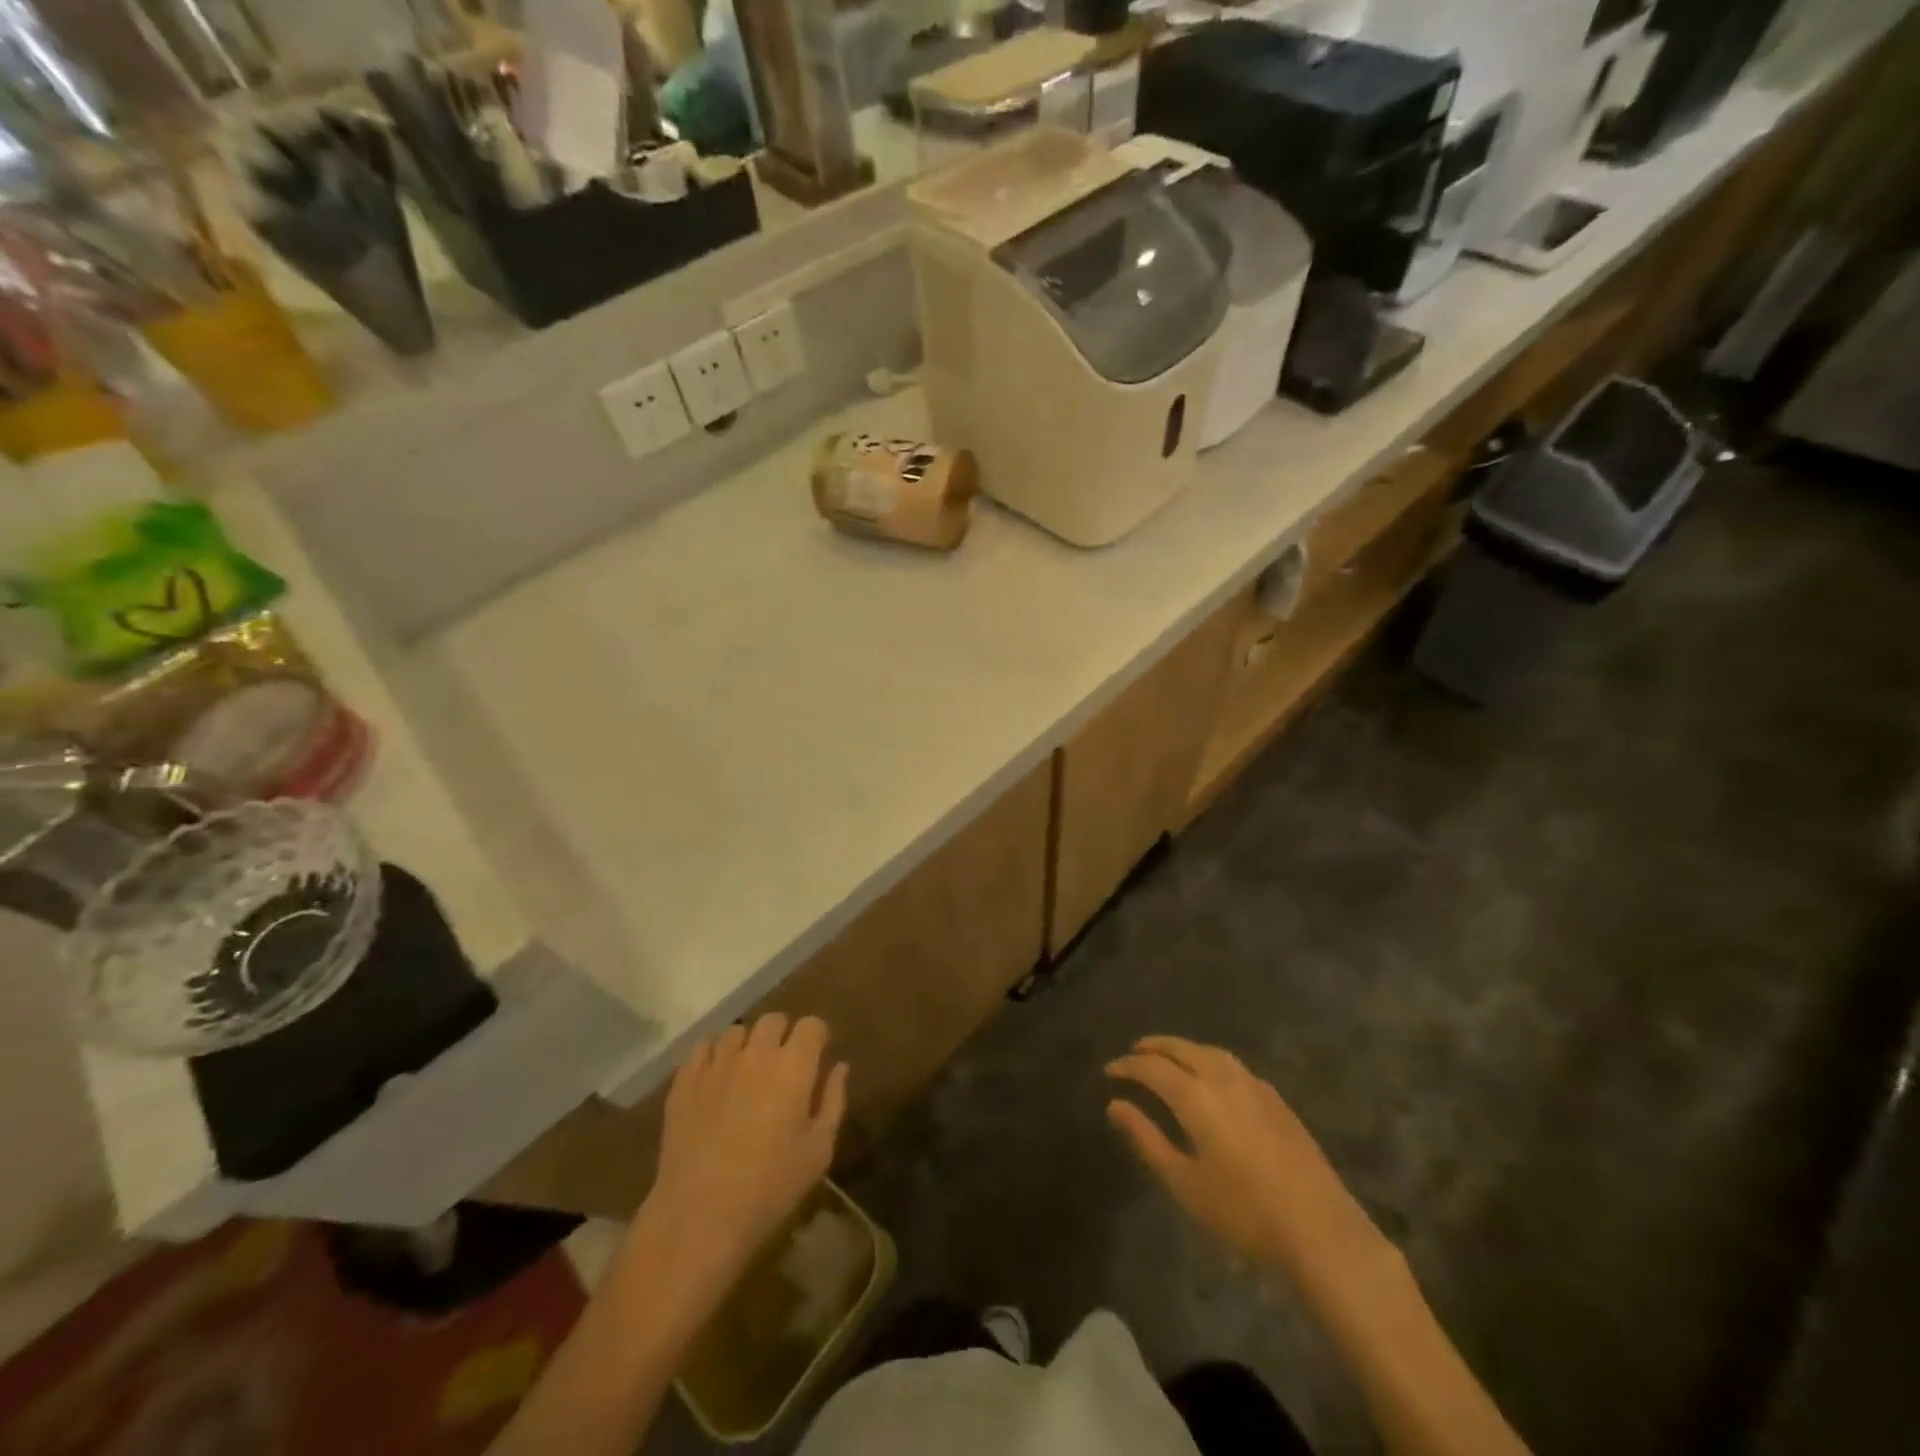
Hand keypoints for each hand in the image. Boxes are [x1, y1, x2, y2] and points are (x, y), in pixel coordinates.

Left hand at [621, 1015, 847, 1325]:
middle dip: (783, 1035)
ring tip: (747, 1071)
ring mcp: (717, 1063)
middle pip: (774, 1020)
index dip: (817, 1036)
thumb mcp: (819, 1150)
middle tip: (783, 1065)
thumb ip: (833, 1100)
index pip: (811, 1025)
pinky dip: (713, 1055)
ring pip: (736, 1031)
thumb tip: (839, 1067)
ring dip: (747, 1044)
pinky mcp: (685, 1080)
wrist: (700, 1215)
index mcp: (793, 1065)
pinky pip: (702, 1048)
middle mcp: (756, 1053)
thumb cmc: (770, 1186)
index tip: (817, 1056)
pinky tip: (716, 1078)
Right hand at [1106, 1036, 1374, 1277]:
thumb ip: (1146, 1139)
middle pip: (1183, 1049)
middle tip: (1135, 1052)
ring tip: (1169, 1057)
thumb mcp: (1184, 1182)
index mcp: (1196, 1096)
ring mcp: (1255, 1087)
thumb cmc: (1243, 1212)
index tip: (1110, 1071)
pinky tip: (1212, 1078)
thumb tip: (1115, 1105)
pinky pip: (1234, 1066)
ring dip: (1185, 1049)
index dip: (1128, 1066)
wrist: (1321, 1232)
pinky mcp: (1278, 1101)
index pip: (1153, 1068)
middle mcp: (1223, 1079)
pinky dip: (1211, 1061)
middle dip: (1155, 1047)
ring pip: (1211, 1052)